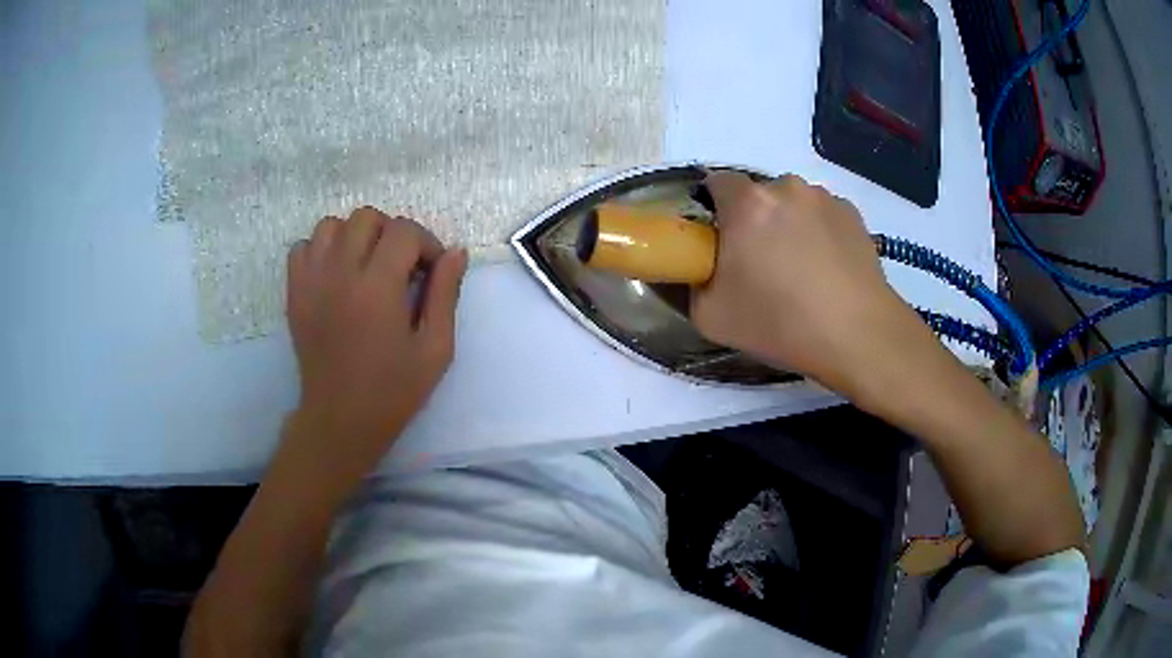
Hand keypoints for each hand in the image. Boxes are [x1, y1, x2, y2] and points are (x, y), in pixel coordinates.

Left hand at [285, 207, 467, 471]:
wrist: (340, 419)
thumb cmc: (393, 390)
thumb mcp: (435, 349)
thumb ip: (446, 295)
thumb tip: (456, 252)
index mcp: (378, 287)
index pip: (404, 231)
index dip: (426, 244)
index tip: (432, 272)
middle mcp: (340, 273)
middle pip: (367, 218)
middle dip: (392, 233)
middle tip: (401, 267)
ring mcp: (311, 280)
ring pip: (331, 225)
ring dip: (355, 237)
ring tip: (366, 266)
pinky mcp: (294, 292)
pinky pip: (302, 247)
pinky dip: (321, 250)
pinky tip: (335, 274)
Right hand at [692, 172, 921, 394]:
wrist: (857, 335)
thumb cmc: (781, 323)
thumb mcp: (711, 317)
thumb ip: (692, 284)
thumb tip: (700, 270)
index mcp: (748, 203)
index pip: (716, 182)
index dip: (713, 208)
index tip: (719, 240)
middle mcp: (787, 188)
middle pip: (758, 194)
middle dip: (754, 220)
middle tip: (760, 263)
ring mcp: (825, 198)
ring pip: (794, 204)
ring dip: (789, 225)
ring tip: (801, 270)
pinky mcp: (853, 214)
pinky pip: (823, 216)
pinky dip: (819, 233)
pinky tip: (828, 270)